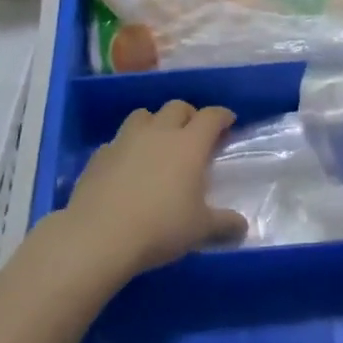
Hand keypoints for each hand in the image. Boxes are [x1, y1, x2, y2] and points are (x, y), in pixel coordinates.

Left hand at [63, 101, 247, 277]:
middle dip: (189, 115)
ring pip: (144, 115)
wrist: (99, 236)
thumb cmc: (160, 227)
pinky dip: (127, 147)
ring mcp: (125, 140)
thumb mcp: (200, 230)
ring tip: (159, 143)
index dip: (222, 116)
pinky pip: (118, 141)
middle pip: (177, 106)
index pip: (211, 116)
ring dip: (155, 123)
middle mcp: (158, 132)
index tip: (228, 122)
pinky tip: (127, 167)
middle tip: (194, 134)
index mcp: (189, 144)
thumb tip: (242, 226)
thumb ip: (224, 224)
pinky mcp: (99, 154)